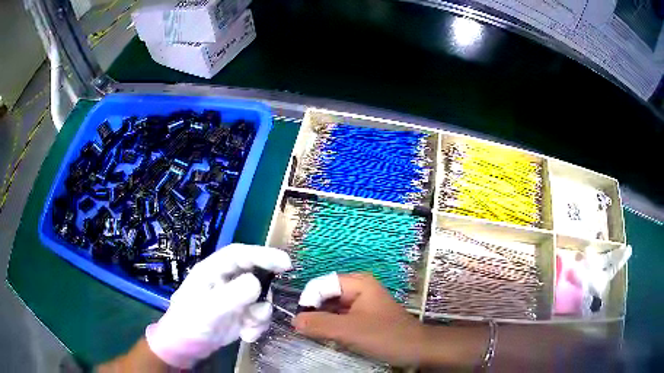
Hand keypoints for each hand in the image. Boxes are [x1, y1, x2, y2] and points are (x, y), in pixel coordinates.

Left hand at [145, 244, 291, 368]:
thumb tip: (257, 283)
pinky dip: (258, 326)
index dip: (263, 255)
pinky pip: (260, 314)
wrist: (186, 348)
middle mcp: (226, 280)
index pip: (240, 255)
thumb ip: (231, 296)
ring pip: (261, 298)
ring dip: (260, 315)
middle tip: (268, 304)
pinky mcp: (241, 314)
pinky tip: (246, 336)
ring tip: (248, 328)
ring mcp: (235, 298)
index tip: (285, 263)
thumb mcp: (207, 310)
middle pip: (255, 274)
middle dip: (264, 291)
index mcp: (213, 271)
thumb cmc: (188, 324)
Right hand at [292, 273, 426, 366]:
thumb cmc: (386, 336)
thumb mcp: (350, 330)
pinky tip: (327, 338)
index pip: (321, 284)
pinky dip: (331, 326)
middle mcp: (358, 288)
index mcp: (358, 282)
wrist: (416, 349)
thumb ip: (320, 324)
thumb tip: (294, 320)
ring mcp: (361, 303)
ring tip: (315, 335)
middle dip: (314, 312)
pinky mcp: (363, 316)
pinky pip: (340, 317)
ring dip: (321, 321)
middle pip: (325, 295)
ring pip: (331, 308)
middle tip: (305, 331)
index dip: (309, 300)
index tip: (301, 321)